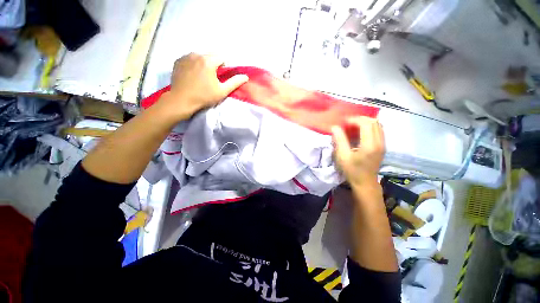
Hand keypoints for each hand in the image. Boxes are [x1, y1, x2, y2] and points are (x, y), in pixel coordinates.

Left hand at [158, 53, 248, 120]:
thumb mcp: (222, 91)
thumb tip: (246, 76)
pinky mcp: (178, 61)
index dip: (224, 67)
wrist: (182, 100)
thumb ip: (235, 82)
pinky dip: (194, 64)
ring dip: (204, 63)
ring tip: (202, 77)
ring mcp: (185, 57)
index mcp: (208, 61)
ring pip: (200, 56)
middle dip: (214, 64)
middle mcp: (196, 54)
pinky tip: (193, 75)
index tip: (221, 78)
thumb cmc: (204, 96)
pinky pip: (190, 59)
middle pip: (210, 55)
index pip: (221, 57)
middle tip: (212, 78)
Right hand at [331, 117, 384, 188]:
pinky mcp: (383, 146)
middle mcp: (379, 142)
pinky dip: (369, 127)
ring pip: (378, 125)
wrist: (365, 183)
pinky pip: (379, 130)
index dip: (354, 120)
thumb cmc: (352, 171)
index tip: (343, 122)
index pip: (366, 124)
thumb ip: (339, 140)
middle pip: (374, 122)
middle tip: (348, 123)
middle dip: (360, 119)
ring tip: (353, 125)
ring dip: (365, 122)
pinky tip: (360, 132)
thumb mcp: (342, 156)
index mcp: (370, 145)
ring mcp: (383, 144)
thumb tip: (335, 127)